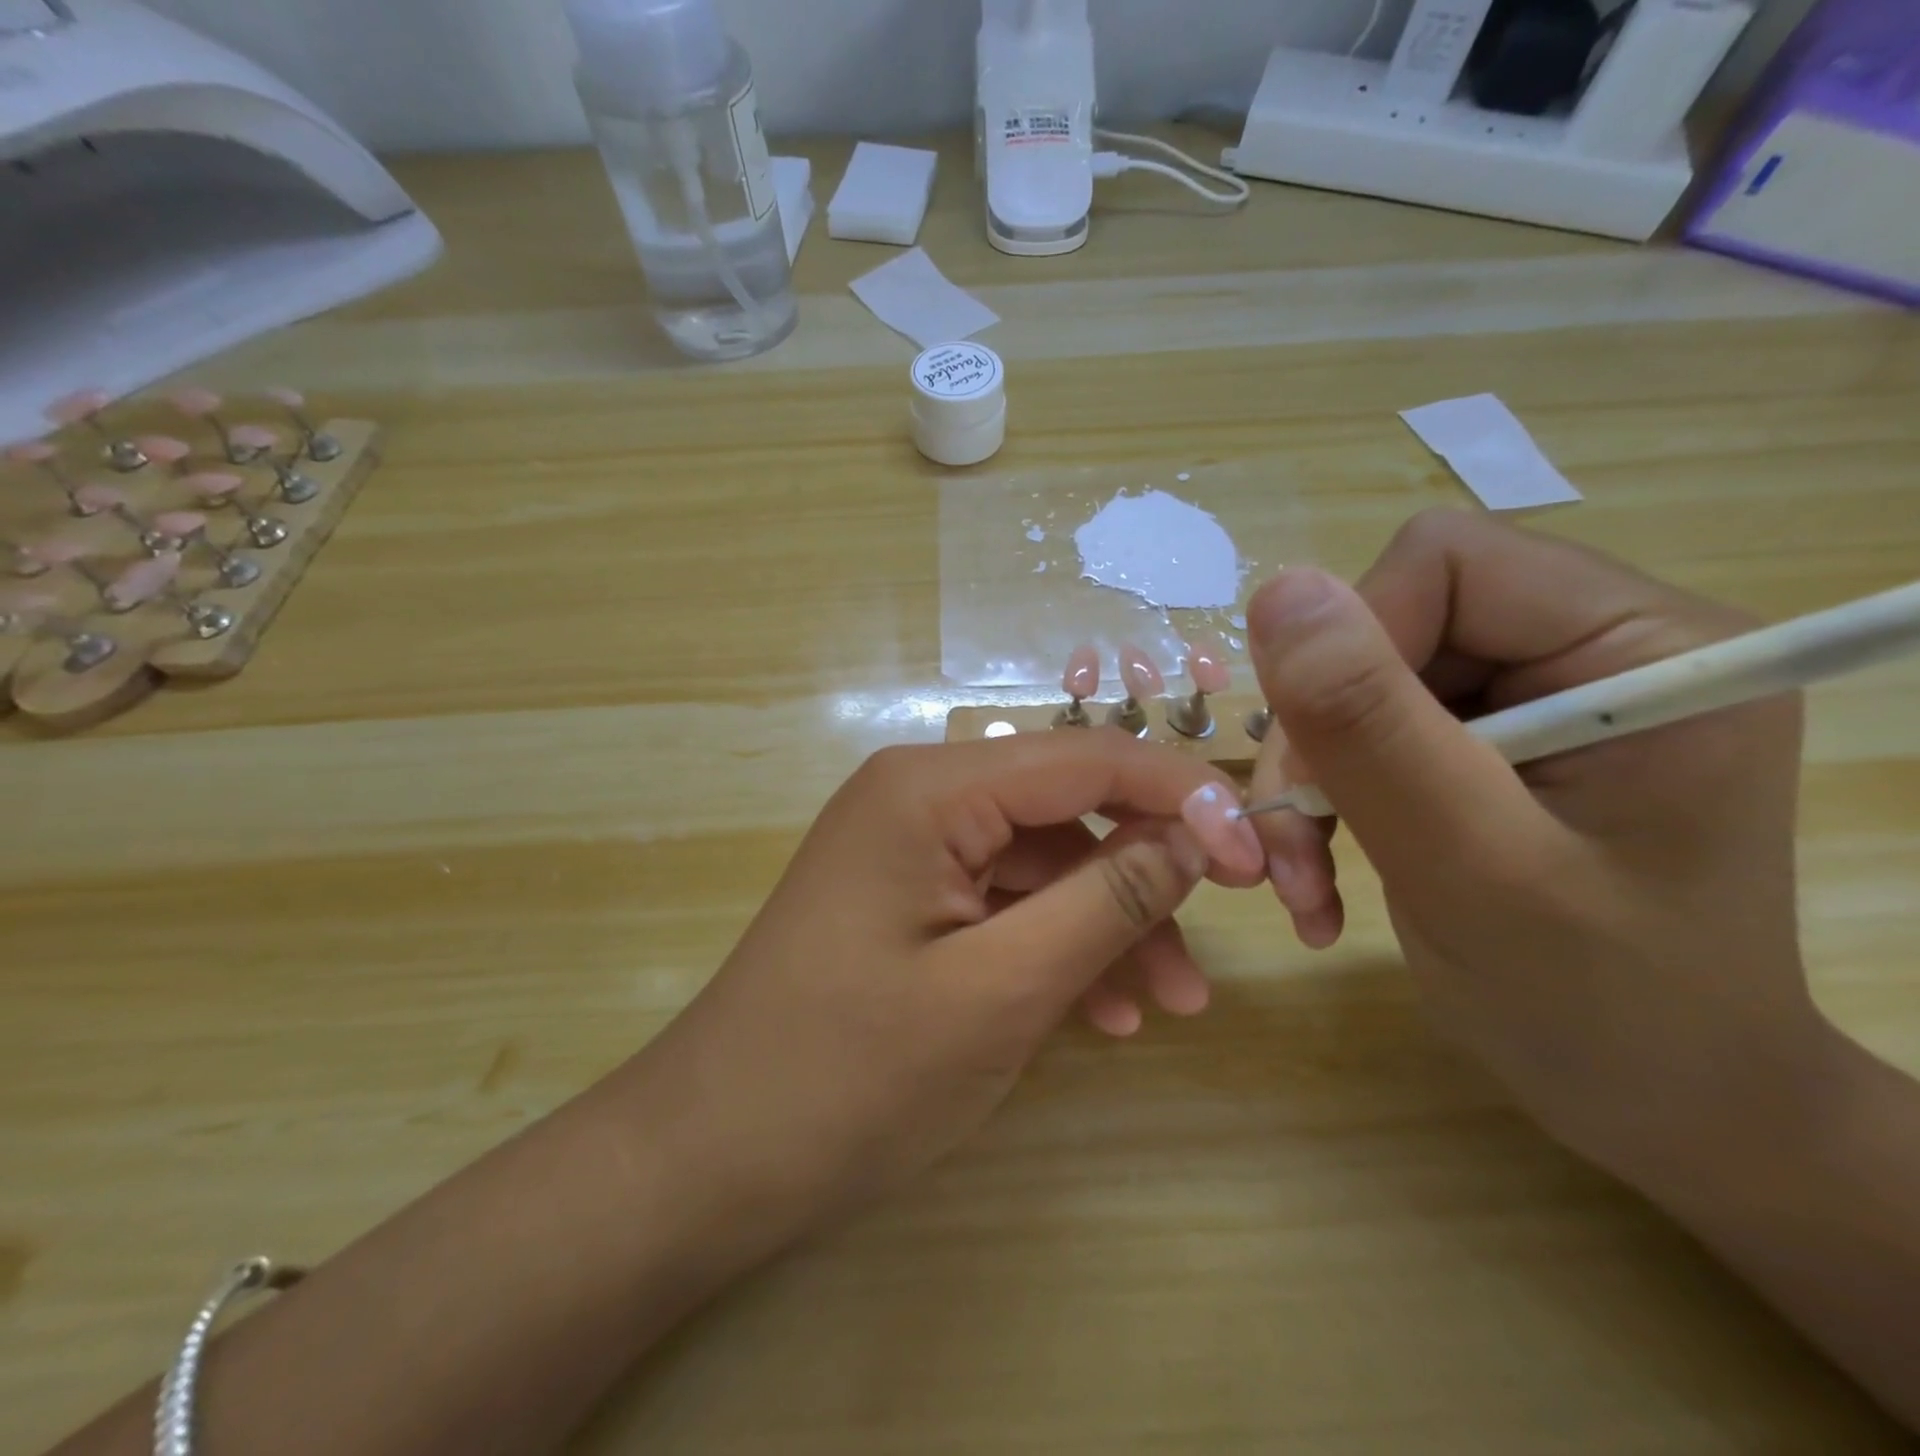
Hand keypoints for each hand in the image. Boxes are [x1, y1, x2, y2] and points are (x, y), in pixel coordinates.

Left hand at [632, 731, 1265, 1249]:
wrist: (710, 1156)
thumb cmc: (851, 1074)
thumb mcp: (1000, 990)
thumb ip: (1105, 901)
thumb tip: (1195, 837)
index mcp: (930, 788)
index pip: (1085, 757)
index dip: (1181, 795)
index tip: (1257, 854)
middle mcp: (917, 794)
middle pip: (1064, 807)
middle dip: (1144, 870)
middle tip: (1216, 938)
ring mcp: (908, 845)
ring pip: (1040, 861)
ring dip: (1106, 921)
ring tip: (1170, 1002)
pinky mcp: (904, 894)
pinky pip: (1001, 900)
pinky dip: (1055, 944)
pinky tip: (1100, 1014)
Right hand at [1241, 509, 1821, 1174]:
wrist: (1662, 1108)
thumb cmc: (1605, 1010)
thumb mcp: (1474, 868)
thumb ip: (1373, 728)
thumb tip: (1278, 590)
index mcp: (1643, 645)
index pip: (1444, 564)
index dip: (1353, 651)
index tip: (1324, 768)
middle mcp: (1591, 648)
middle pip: (1387, 626)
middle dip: (1319, 737)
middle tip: (1295, 849)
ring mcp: (1535, 698)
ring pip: (1355, 684)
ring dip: (1310, 781)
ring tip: (1304, 879)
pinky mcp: (1487, 744)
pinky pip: (1361, 732)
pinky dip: (1324, 803)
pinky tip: (1325, 877)